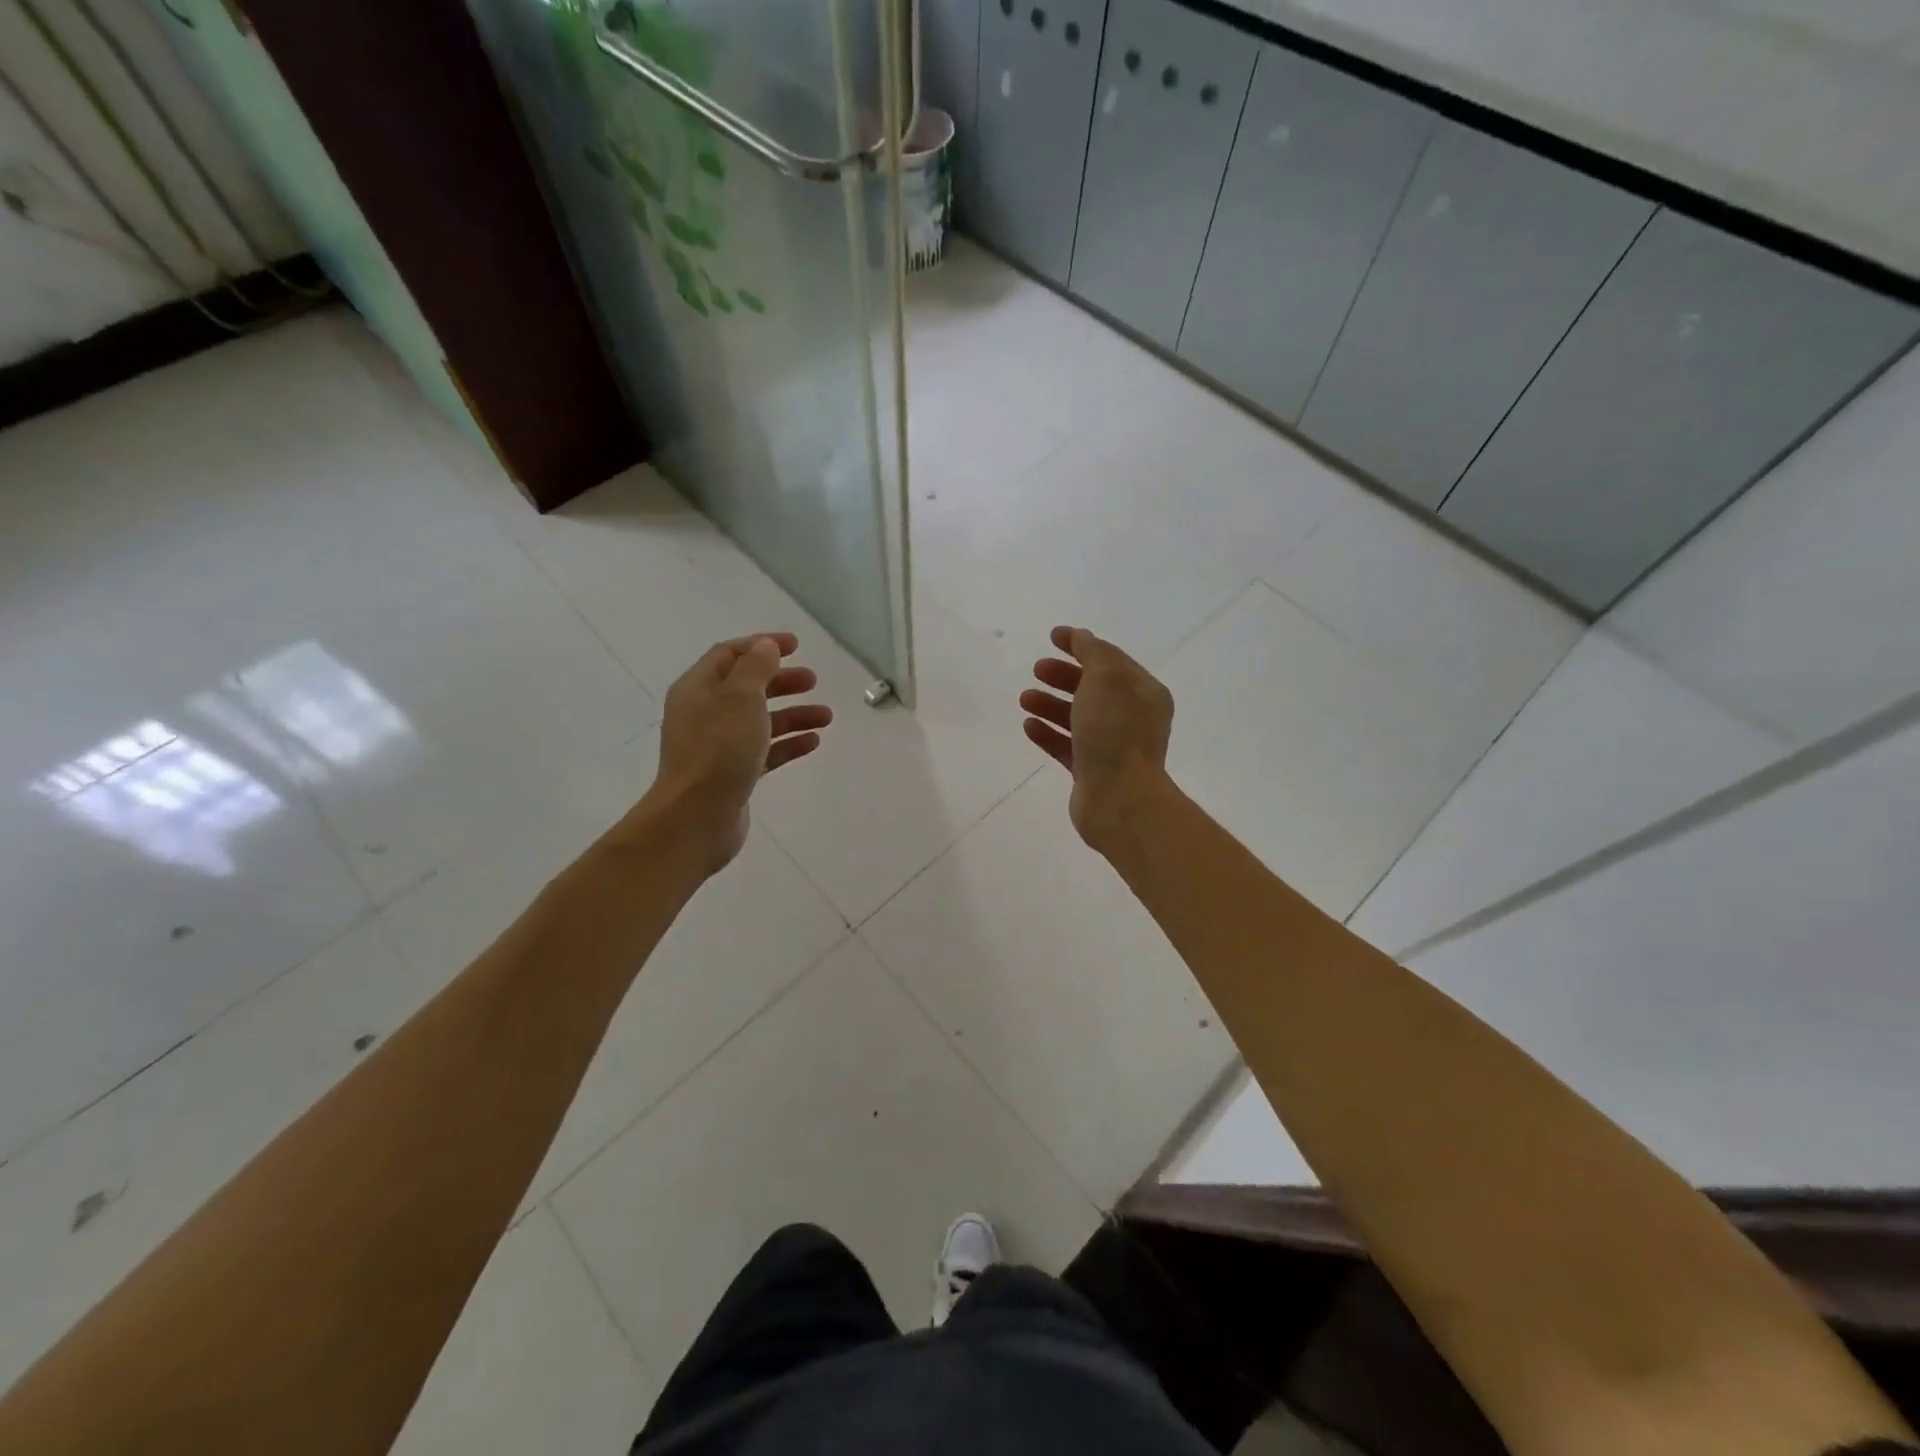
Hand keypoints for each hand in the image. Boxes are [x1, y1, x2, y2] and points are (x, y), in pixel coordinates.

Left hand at [646, 632, 832, 873]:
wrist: (697, 817)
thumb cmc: (718, 750)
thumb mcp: (740, 698)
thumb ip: (756, 667)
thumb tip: (765, 646)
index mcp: (698, 688)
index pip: (730, 654)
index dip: (762, 645)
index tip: (796, 646)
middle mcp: (704, 713)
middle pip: (747, 687)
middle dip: (782, 681)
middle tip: (813, 681)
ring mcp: (718, 746)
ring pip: (760, 721)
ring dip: (793, 714)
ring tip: (825, 716)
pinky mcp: (733, 774)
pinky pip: (764, 751)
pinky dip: (787, 743)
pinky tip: (813, 742)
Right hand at [1020, 624, 1174, 850]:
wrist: (1119, 798)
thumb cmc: (1115, 732)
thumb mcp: (1106, 679)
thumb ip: (1093, 653)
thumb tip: (1082, 637)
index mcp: (1143, 692)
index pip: (1110, 659)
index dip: (1082, 645)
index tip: (1052, 636)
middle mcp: (1132, 717)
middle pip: (1093, 688)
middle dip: (1064, 675)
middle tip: (1037, 669)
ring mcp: (1112, 746)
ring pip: (1077, 717)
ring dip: (1050, 704)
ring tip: (1025, 698)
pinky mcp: (1092, 771)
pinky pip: (1067, 746)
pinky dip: (1048, 733)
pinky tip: (1028, 726)